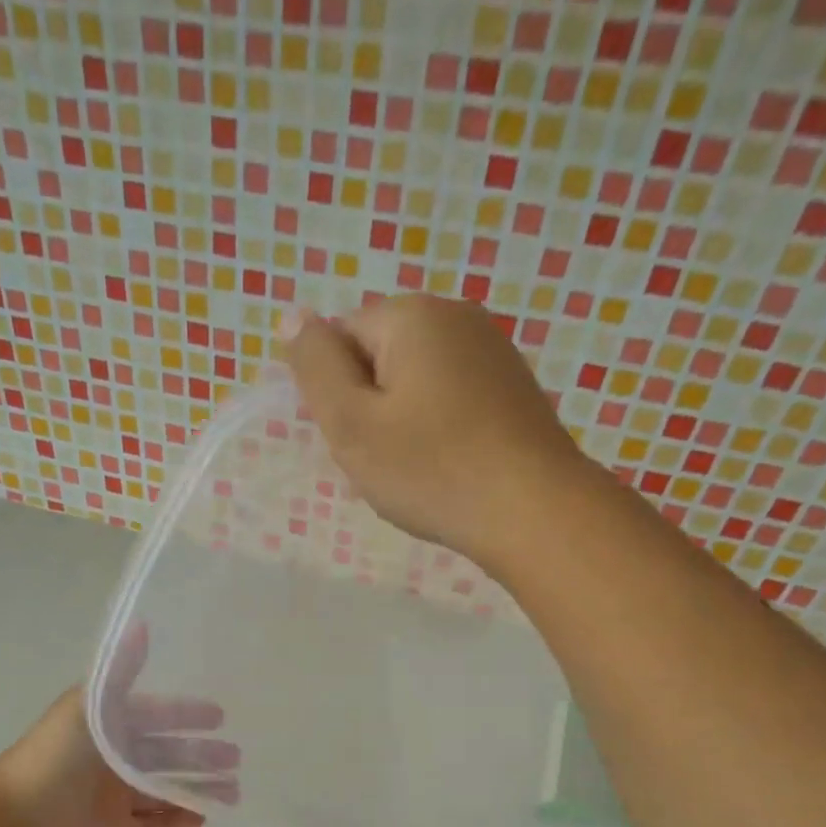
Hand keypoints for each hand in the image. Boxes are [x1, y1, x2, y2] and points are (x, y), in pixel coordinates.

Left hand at [0, 627, 236, 826]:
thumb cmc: (54, 761)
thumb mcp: (90, 708)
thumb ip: (120, 671)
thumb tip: (141, 622)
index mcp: (103, 728)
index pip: (153, 716)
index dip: (185, 714)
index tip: (220, 717)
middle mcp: (109, 761)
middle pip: (164, 755)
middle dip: (200, 755)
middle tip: (235, 758)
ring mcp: (112, 800)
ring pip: (164, 792)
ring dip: (197, 788)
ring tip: (233, 791)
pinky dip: (179, 822)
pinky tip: (206, 817)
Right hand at [279, 294, 587, 569]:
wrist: (534, 511)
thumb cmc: (431, 469)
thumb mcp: (351, 422)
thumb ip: (315, 366)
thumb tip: (291, 315)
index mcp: (412, 315)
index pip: (341, 339)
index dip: (336, 394)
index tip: (355, 439)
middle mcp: (457, 316)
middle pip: (380, 357)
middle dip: (370, 406)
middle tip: (384, 461)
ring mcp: (493, 351)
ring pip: (416, 383)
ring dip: (403, 422)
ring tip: (418, 470)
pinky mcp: (514, 388)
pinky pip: (452, 400)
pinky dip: (439, 431)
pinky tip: (450, 468)